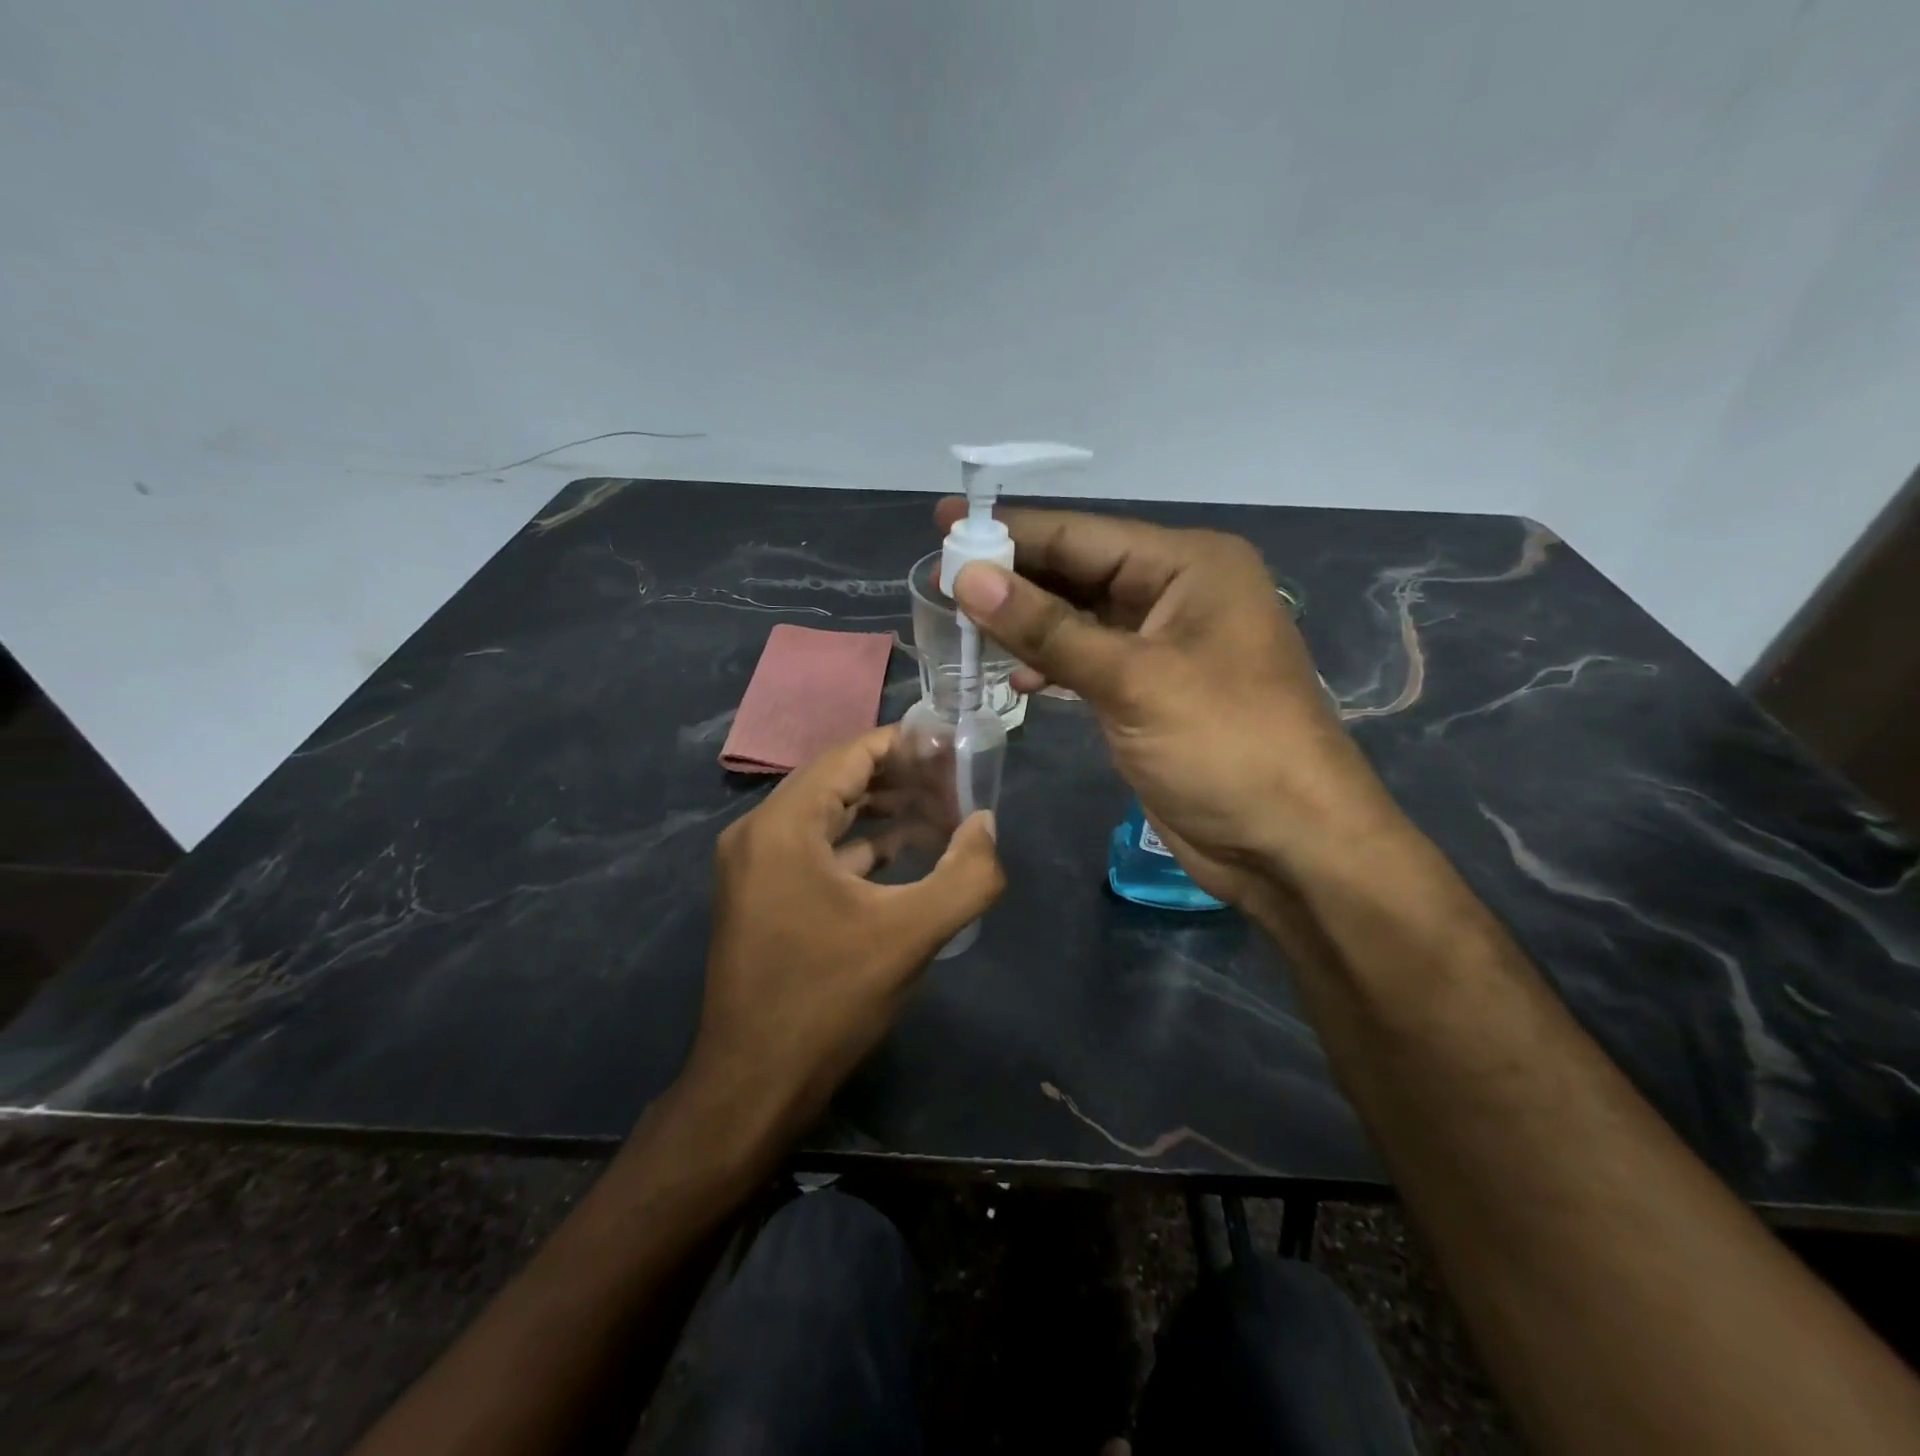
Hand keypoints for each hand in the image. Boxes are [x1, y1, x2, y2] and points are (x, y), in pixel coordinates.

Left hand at [686, 725, 1003, 1139]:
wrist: (753, 1085)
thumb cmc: (828, 1001)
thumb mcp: (911, 935)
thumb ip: (966, 874)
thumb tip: (987, 825)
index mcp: (783, 826)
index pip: (850, 755)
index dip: (905, 745)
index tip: (954, 750)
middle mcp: (759, 832)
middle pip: (838, 779)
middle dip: (900, 777)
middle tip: (955, 783)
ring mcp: (755, 865)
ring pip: (827, 814)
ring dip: (882, 810)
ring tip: (941, 813)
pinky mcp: (761, 894)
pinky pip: (816, 848)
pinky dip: (860, 844)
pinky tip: (904, 853)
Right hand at [936, 500, 1403, 906]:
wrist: (1289, 845)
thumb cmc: (1225, 746)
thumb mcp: (1132, 680)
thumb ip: (1047, 627)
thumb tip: (967, 577)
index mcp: (1189, 566)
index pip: (1082, 535)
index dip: (1010, 531)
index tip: (943, 524)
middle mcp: (1177, 594)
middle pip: (1078, 572)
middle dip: (1012, 577)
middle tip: (939, 578)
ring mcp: (1163, 646)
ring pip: (1079, 619)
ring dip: (1025, 624)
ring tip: (960, 626)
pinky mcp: (1149, 692)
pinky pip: (1088, 661)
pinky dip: (1051, 665)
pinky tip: (1014, 677)